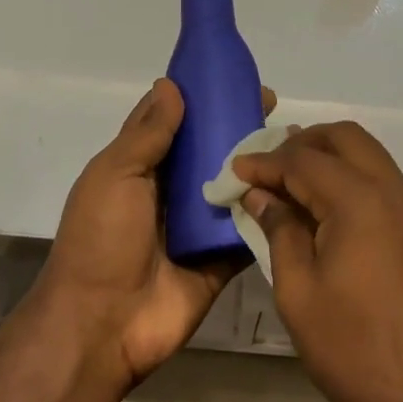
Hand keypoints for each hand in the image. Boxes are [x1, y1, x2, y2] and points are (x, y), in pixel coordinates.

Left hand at [31, 78, 269, 390]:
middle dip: (238, 126)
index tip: (232, 76)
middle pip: (210, 150)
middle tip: (273, 105)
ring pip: (235, 184)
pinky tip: (301, 185)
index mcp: (141, 167)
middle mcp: (172, 191)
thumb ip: (147, 133)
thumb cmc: (101, 239)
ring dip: (261, 164)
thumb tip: (170, 84)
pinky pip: (251, 227)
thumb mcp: (115, 175)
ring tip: (296, 140)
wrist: (102, 325)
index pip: (174, 121)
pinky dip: (271, 209)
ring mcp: (199, 224)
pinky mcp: (222, 256)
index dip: (199, 96)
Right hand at [232, 122, 402, 401]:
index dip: (266, 161)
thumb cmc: (355, 349)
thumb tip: (262, 196)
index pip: (304, 160)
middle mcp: (393, 189)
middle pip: (345, 137)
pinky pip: (382, 180)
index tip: (236, 168)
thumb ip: (280, 232)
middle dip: (303, 143)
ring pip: (368, 154)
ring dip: (329, 157)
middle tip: (268, 167)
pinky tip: (326, 207)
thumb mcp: (299, 293)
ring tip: (292, 182)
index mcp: (360, 200)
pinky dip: (351, 178)